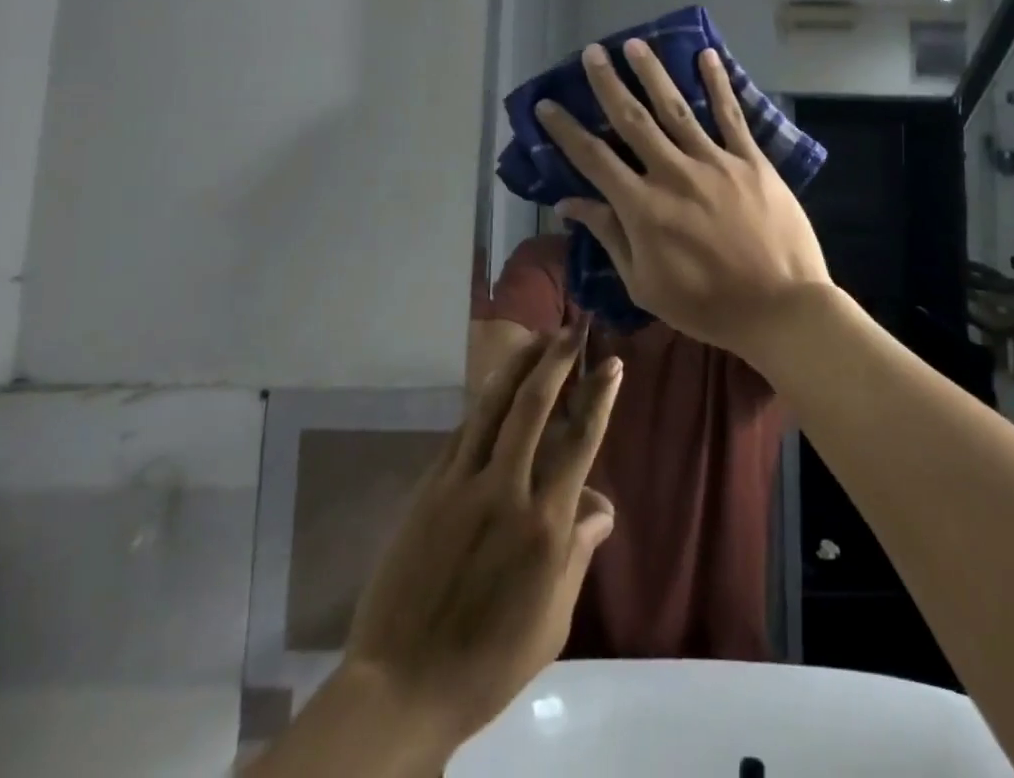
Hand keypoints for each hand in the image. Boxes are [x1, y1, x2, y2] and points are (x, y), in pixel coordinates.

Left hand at [338, 324, 620, 755]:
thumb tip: (601, 505)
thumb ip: (578, 552)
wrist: (402, 686)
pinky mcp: (429, 488)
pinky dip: (484, 403)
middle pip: (534, 405)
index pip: (580, 441)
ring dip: (518, 365)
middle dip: (557, 359)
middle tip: (573, 328)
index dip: (598, 396)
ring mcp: (461, 483)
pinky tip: (495, 389)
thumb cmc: (489, 662)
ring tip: (536, 337)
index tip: (611, 362)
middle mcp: (505, 489)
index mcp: (544, 523)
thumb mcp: (553, 619)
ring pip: (492, 406)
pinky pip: (462, 432)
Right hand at [539, 39, 832, 362]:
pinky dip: (718, 84)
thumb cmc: (707, 305)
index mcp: (642, 207)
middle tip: (591, 53)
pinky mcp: (751, 160)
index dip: (566, 130)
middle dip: (607, 84)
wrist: (781, 307)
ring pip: (676, 108)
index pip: (593, 159)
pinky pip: (731, 115)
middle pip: (632, 120)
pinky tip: (708, 56)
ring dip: (653, 74)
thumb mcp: (645, 284)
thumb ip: (610, 237)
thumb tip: (570, 204)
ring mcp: (715, 162)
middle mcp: (673, 173)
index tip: (546, 105)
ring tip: (635, 44)